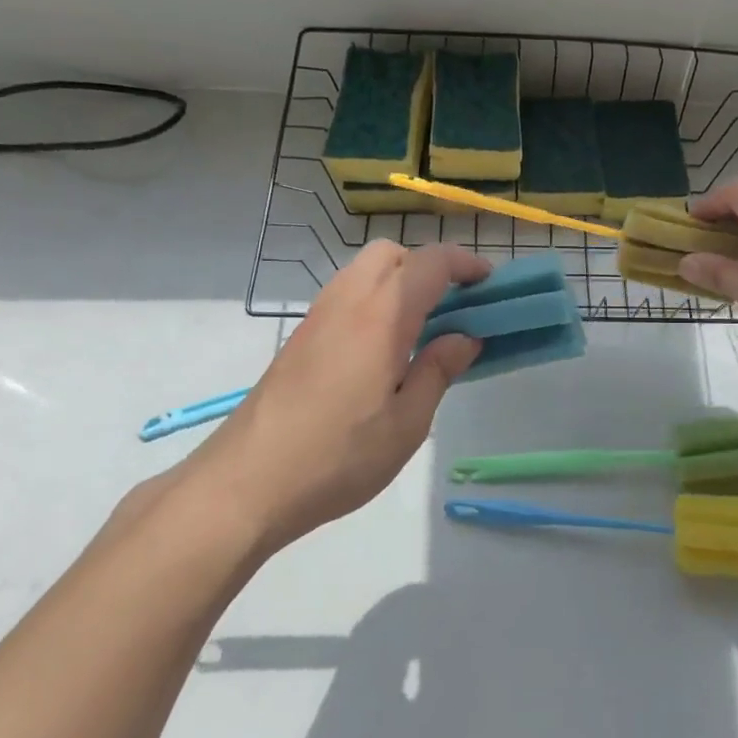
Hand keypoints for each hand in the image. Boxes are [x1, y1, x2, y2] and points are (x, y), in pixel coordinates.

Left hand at [193, 241, 490, 546]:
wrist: (246, 483)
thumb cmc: (338, 456)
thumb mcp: (407, 424)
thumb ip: (438, 370)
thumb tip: (465, 337)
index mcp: (381, 315)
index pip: (431, 262)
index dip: (466, 263)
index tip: (491, 285)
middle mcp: (347, 301)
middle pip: (392, 253)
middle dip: (428, 266)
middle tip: (452, 307)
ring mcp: (317, 317)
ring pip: (364, 270)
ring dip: (399, 281)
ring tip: (421, 328)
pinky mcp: (300, 337)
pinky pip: (346, 295)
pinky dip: (375, 299)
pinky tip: (383, 348)